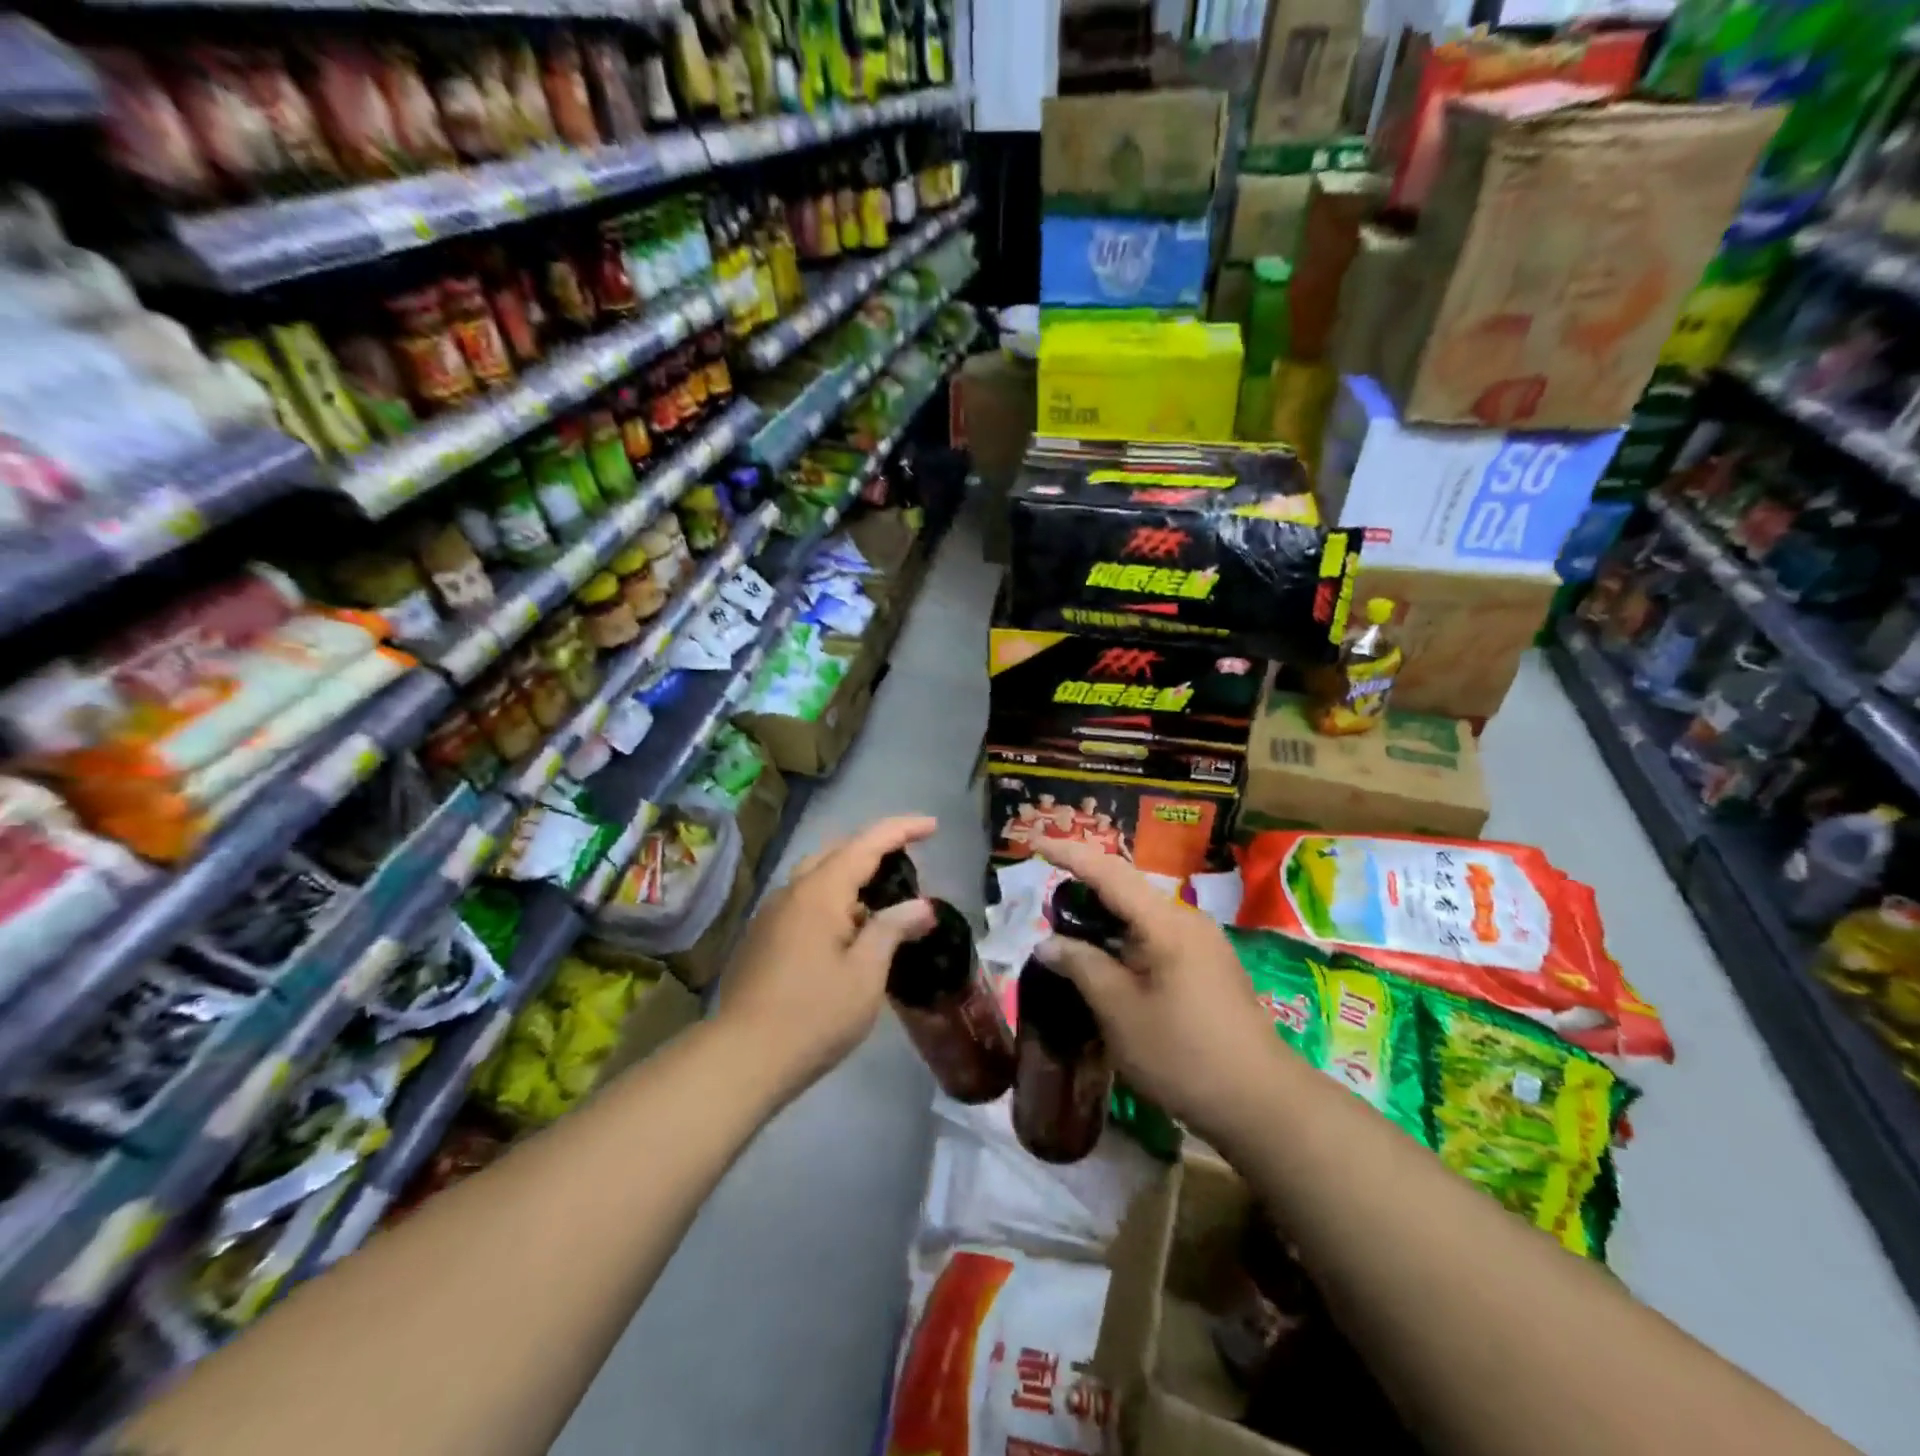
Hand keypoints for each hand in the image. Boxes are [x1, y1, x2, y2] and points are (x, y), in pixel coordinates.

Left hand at [719, 815, 937, 1091]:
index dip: (902, 830)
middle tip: (909, 862)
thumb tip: (922, 906)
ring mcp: (771, 913)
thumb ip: (893, 929)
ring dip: (851, 876)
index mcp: (820, 892)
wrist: (744, 1057)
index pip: (867, 844)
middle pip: (837, 852)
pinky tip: (847, 930)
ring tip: (882, 897)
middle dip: (875, 848)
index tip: (932, 826)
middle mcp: (792, 891)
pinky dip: (832, 899)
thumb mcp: (866, 973)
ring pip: (817, 876)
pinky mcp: (762, 937)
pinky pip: (804, 901)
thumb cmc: (815, 1014)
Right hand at [1034, 839, 1279, 1145]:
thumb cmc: (1183, 1055)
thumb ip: (1082, 967)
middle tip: (1044, 902)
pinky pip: (1156, 936)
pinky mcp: (1208, 965)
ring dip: (1104, 917)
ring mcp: (1202, 942)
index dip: (1069, 854)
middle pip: (1127, 888)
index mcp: (1166, 922)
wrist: (1261, 1103)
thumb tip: (1048, 943)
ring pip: (1141, 914)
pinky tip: (1106, 961)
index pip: (1109, 873)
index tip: (1034, 843)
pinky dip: (1124, 939)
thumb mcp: (1119, 1011)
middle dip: (1084, 887)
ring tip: (1067, 932)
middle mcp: (1187, 920)